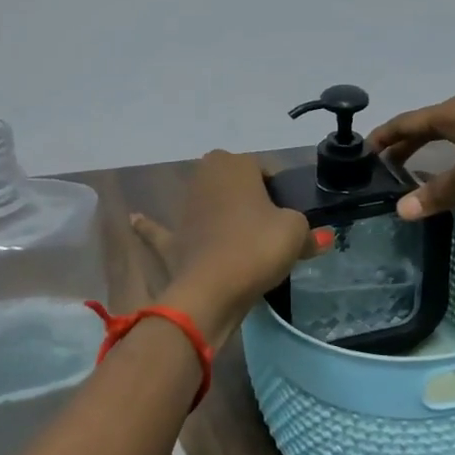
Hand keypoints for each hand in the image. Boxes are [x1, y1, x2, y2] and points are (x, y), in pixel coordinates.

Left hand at [129, 150, 319, 341]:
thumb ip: (308, 233)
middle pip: (234, 182)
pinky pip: (162, 230)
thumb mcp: (294, 234)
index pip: (265, 169)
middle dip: (248, 197)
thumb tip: (319, 238)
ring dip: (215, 211)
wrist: (212, 289)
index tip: (290, 217)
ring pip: (205, 202)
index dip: (280, 192)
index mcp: (236, 164)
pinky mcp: (172, 238)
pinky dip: (150, 227)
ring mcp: (185, 207)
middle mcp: (206, 176)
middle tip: (270, 227)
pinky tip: (135, 219)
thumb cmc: (257, 248)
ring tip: (241, 236)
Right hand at [368, 93, 454, 219]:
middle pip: (425, 127)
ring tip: (403, 178)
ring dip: (424, 156)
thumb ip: (437, 192)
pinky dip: (447, 166)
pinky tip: (446, 185)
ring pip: (446, 141)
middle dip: (401, 146)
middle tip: (376, 169)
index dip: (383, 136)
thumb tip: (401, 210)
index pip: (408, 121)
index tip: (359, 152)